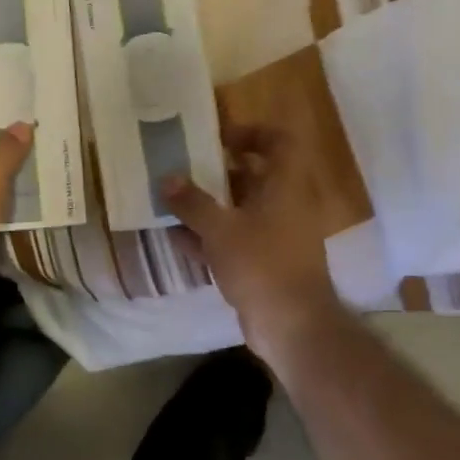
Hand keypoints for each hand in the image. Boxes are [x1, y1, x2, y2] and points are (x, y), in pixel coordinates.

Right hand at [163, 125, 340, 354]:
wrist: (292, 326)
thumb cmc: (262, 264)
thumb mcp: (220, 229)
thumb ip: (192, 203)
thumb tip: (167, 178)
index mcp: (285, 187)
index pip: (279, 143)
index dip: (252, 133)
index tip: (219, 137)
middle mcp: (284, 206)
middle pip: (254, 176)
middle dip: (217, 170)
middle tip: (184, 165)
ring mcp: (275, 237)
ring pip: (239, 210)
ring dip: (208, 204)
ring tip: (172, 198)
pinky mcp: (263, 264)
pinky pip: (233, 240)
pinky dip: (208, 236)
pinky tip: (174, 236)